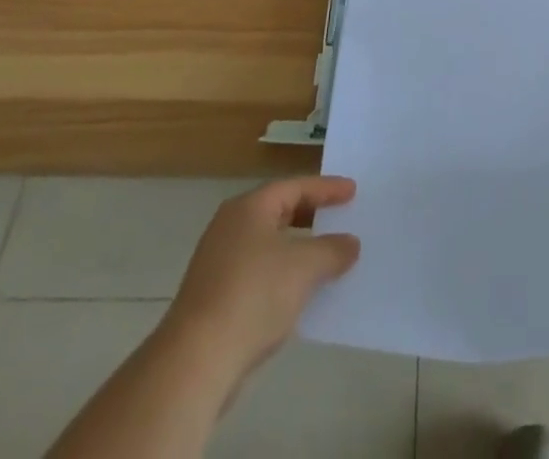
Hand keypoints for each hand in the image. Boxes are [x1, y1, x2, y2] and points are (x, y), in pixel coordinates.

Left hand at [161, 176, 360, 385]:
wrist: (195, 361)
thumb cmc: (253, 295)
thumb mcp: (304, 268)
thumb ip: (332, 250)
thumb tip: (351, 243)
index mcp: (249, 207)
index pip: (295, 187)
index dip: (327, 189)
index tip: (353, 191)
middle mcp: (230, 226)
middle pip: (278, 211)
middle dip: (311, 216)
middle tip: (339, 218)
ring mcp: (217, 262)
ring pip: (267, 244)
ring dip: (297, 249)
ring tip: (325, 257)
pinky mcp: (213, 296)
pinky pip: (257, 272)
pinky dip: (281, 274)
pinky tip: (297, 293)